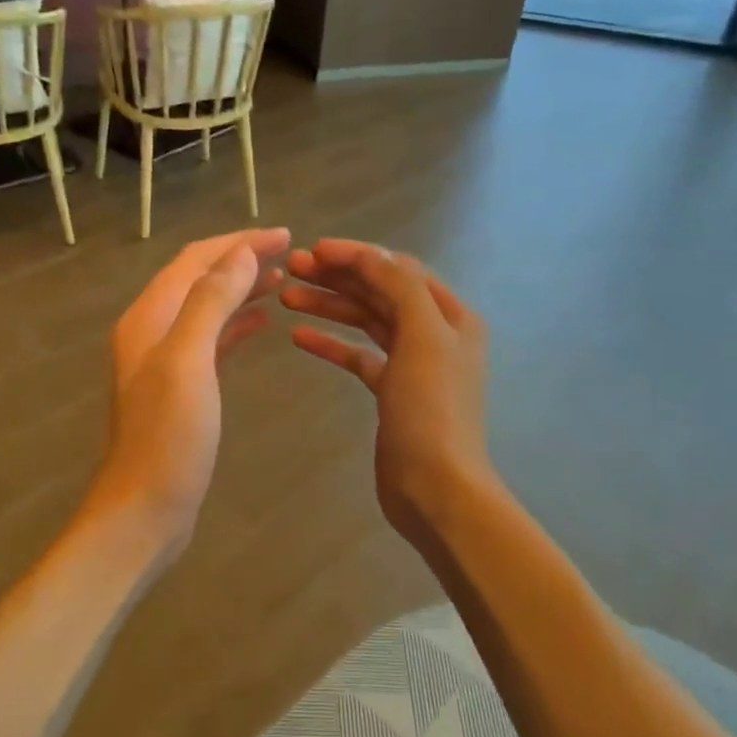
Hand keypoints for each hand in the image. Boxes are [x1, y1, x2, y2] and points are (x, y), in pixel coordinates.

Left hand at [85, 228, 289, 558]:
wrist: (145, 508)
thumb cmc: (168, 437)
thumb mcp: (188, 361)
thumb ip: (210, 302)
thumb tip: (239, 253)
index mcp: (149, 318)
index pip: (194, 261)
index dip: (237, 242)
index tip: (283, 234)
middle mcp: (152, 332)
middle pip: (198, 280)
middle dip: (240, 260)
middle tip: (289, 253)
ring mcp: (164, 362)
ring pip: (206, 309)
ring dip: (240, 290)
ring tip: (281, 280)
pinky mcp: (180, 389)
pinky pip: (210, 341)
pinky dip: (235, 325)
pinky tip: (261, 324)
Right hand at [281, 239, 489, 544]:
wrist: (436, 488)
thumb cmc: (432, 411)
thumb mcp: (424, 338)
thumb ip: (400, 288)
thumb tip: (371, 255)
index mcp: (450, 316)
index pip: (399, 270)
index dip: (357, 255)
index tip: (313, 249)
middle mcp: (435, 334)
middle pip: (380, 293)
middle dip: (337, 278)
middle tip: (291, 269)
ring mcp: (412, 365)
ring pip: (366, 323)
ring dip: (329, 307)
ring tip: (287, 296)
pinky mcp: (391, 393)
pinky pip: (358, 357)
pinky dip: (332, 345)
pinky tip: (299, 337)